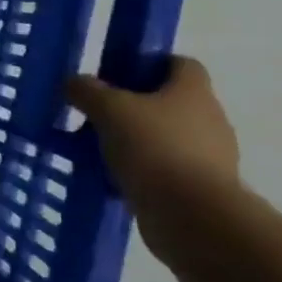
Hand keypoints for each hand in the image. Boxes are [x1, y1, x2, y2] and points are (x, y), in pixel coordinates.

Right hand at [66, 57, 240, 252]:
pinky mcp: (200, 190)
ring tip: (95, 150)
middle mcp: (208, 120)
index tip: (116, 76)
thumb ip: (86, 90)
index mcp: (193, 91)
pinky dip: (138, 172)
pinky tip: (108, 179)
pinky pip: (163, 171)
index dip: (148, 64)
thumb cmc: (154, 148)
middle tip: (96, 114)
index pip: (179, 64)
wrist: (192, 217)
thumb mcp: (108, 109)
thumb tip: (73, 82)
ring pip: (163, 138)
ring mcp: (208, 158)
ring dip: (133, 142)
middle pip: (167, 102)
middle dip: (132, 107)